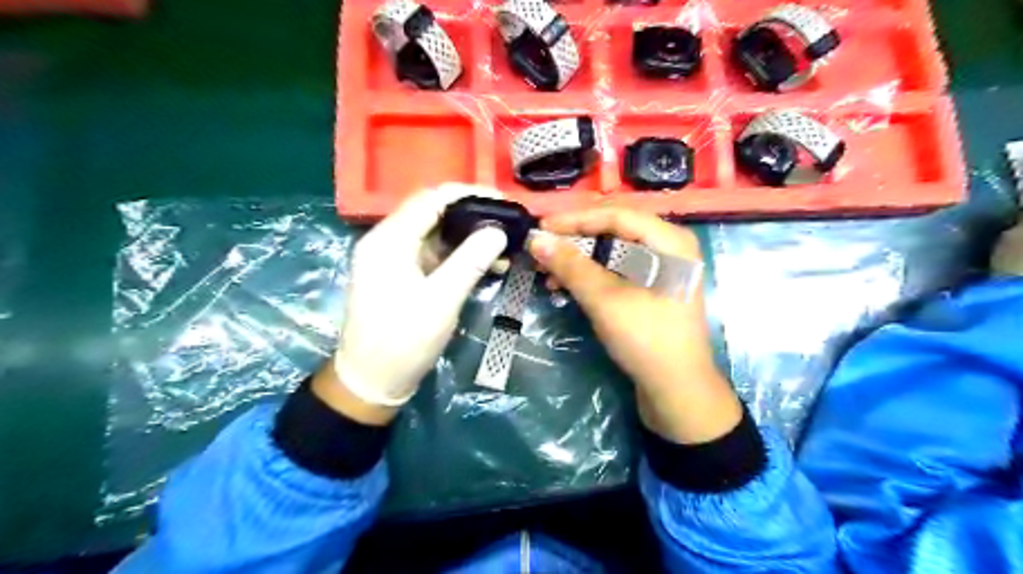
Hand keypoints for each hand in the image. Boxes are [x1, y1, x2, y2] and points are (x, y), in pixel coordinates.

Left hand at [319, 187, 506, 423]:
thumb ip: (470, 261)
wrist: (371, 381)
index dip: (469, 194)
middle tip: (508, 223)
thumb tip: (498, 230)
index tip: (503, 201)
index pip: (431, 198)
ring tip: (503, 246)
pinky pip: (433, 255)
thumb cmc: (402, 341)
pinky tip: (486, 264)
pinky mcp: (401, 275)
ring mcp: (393, 259)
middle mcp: (387, 241)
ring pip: (435, 234)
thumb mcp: (441, 300)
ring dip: (469, 238)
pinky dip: (459, 256)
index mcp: (389, 240)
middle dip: (472, 215)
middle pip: (433, 212)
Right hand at [528, 209, 744, 445]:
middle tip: (541, 250)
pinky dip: (591, 277)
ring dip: (579, 261)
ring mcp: (662, 271)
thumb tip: (536, 239)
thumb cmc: (647, 339)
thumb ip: (571, 266)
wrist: (677, 392)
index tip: (541, 227)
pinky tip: (566, 287)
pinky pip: (617, 272)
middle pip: (614, 232)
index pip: (616, 215)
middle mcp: (669, 249)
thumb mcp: (605, 300)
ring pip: (613, 253)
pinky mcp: (652, 291)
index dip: (575, 220)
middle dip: (575, 242)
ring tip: (548, 273)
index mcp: (670, 241)